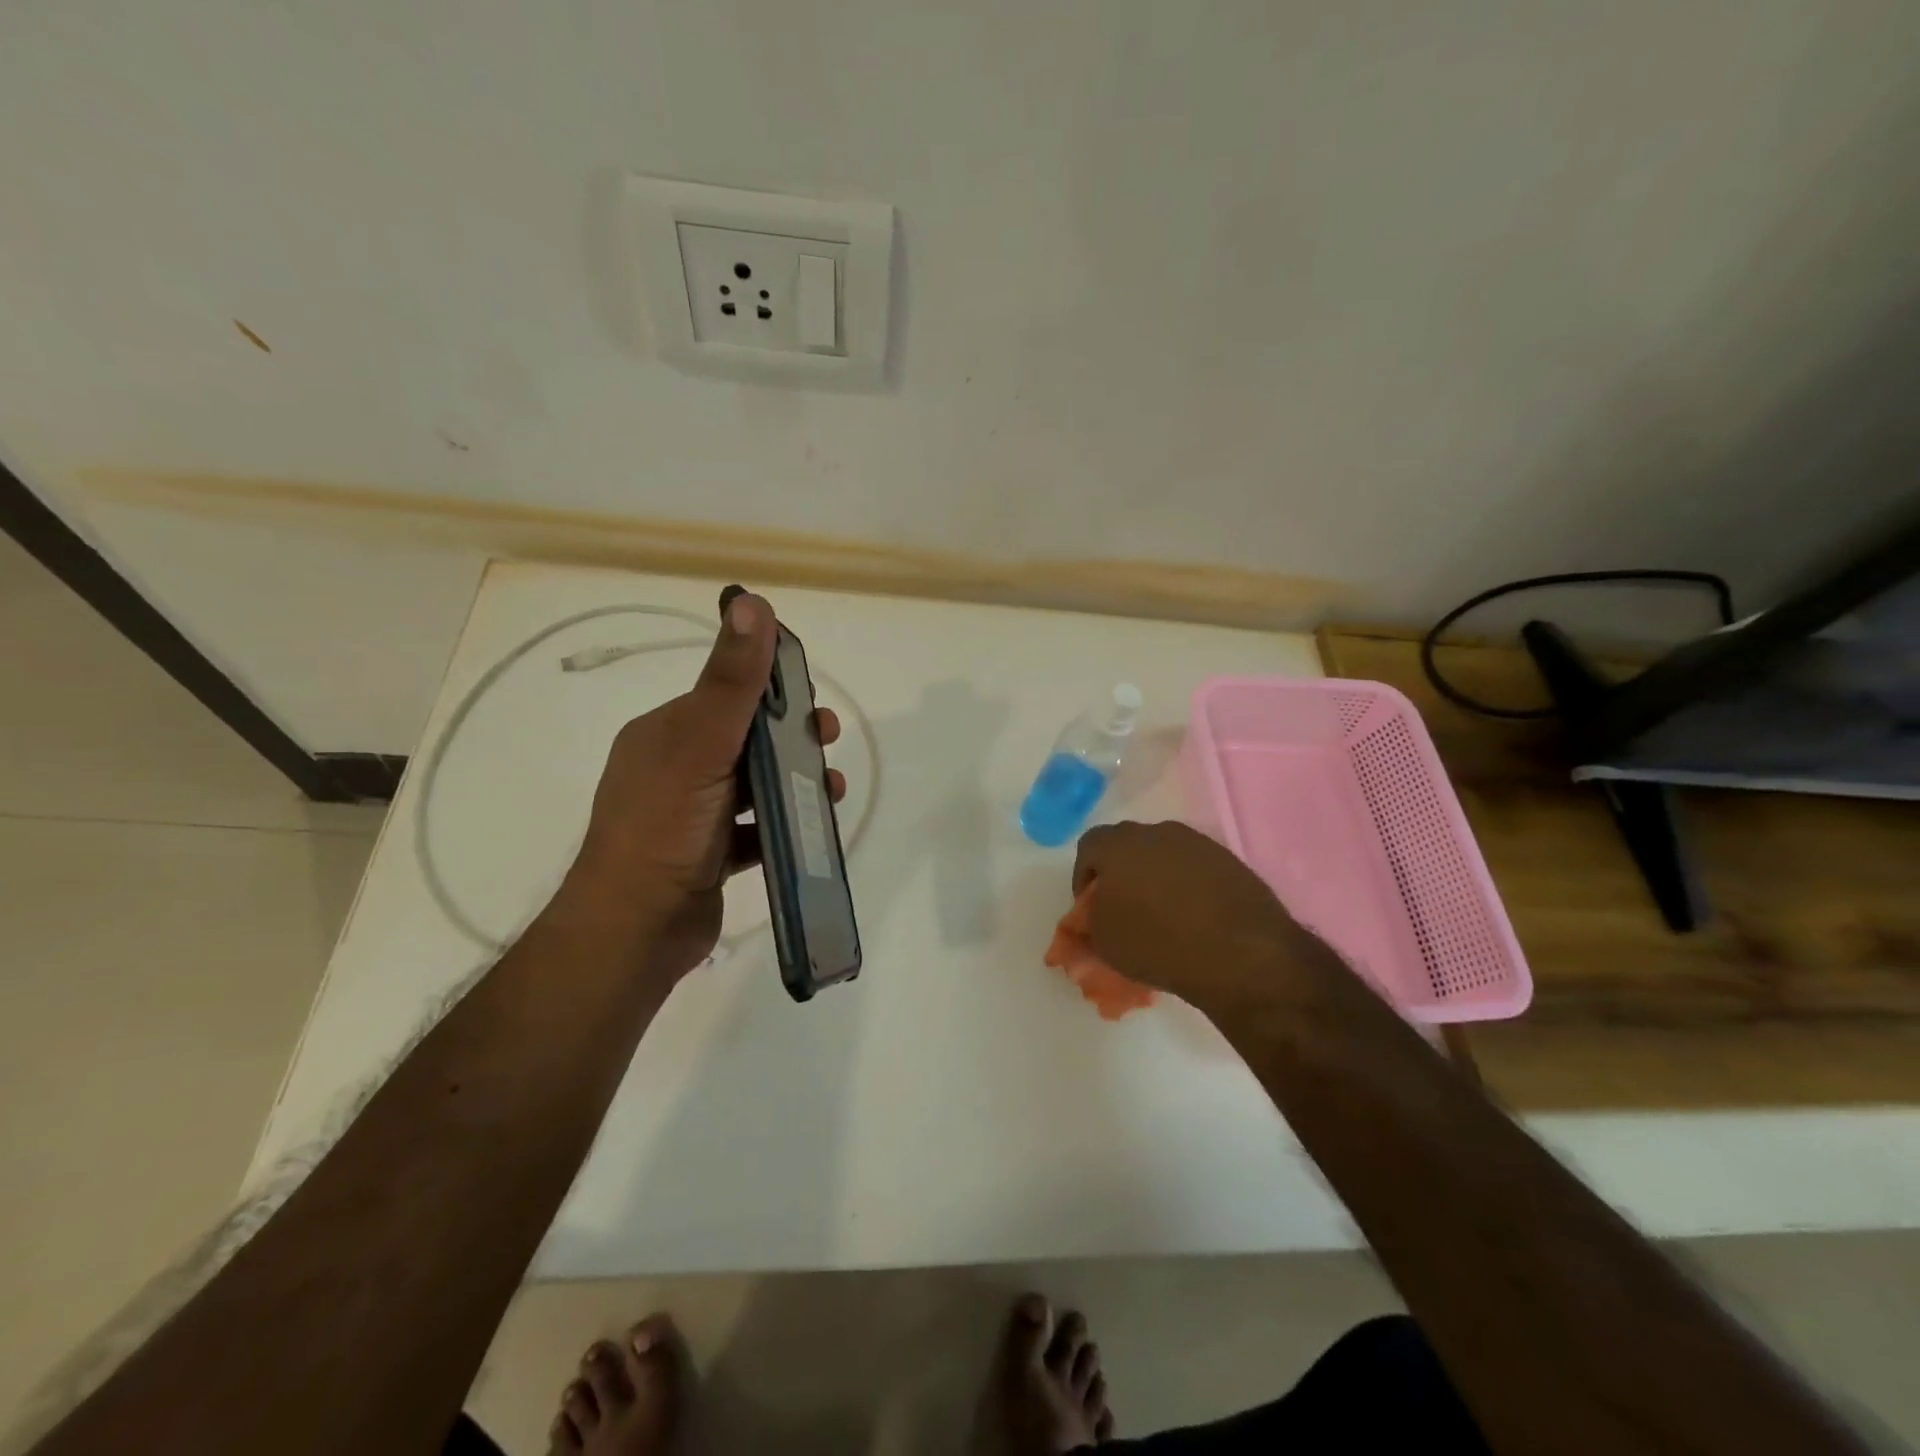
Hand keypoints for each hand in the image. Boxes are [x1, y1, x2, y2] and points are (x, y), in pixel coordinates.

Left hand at [562, 591, 845, 978]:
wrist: (635, 927)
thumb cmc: (665, 825)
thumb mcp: (701, 742)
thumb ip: (732, 680)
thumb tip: (750, 601)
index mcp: (665, 734)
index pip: (724, 694)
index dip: (771, 688)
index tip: (810, 695)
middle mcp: (674, 769)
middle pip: (744, 739)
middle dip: (791, 735)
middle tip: (827, 739)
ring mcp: (691, 816)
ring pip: (754, 785)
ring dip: (795, 780)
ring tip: (832, 789)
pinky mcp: (709, 855)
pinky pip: (754, 829)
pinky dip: (783, 823)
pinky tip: (813, 826)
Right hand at [1071, 821, 1319, 1019]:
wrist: (1241, 953)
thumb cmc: (1159, 943)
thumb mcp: (1105, 942)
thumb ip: (1090, 921)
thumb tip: (1094, 914)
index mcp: (1120, 844)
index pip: (1089, 847)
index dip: (1083, 877)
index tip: (1088, 907)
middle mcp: (1157, 831)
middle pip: (1128, 846)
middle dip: (1120, 874)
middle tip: (1122, 908)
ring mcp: (1197, 843)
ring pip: (1163, 854)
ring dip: (1155, 878)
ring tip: (1161, 915)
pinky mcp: (1229, 860)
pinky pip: (1195, 868)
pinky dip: (1187, 887)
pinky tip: (1193, 917)